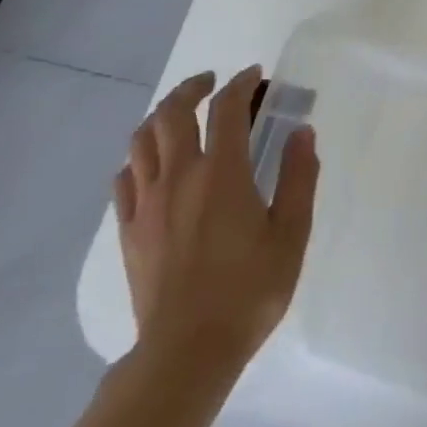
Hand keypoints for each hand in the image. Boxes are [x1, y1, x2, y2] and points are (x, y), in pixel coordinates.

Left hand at [113, 68, 319, 390]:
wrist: (187, 351)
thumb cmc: (249, 290)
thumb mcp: (292, 233)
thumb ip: (298, 177)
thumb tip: (302, 132)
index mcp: (222, 174)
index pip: (226, 108)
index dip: (240, 83)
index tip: (254, 75)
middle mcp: (179, 177)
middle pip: (172, 113)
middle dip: (192, 87)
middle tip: (212, 83)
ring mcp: (146, 203)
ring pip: (141, 140)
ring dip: (162, 116)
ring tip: (181, 114)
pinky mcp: (128, 230)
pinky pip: (124, 177)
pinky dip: (139, 157)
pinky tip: (153, 164)